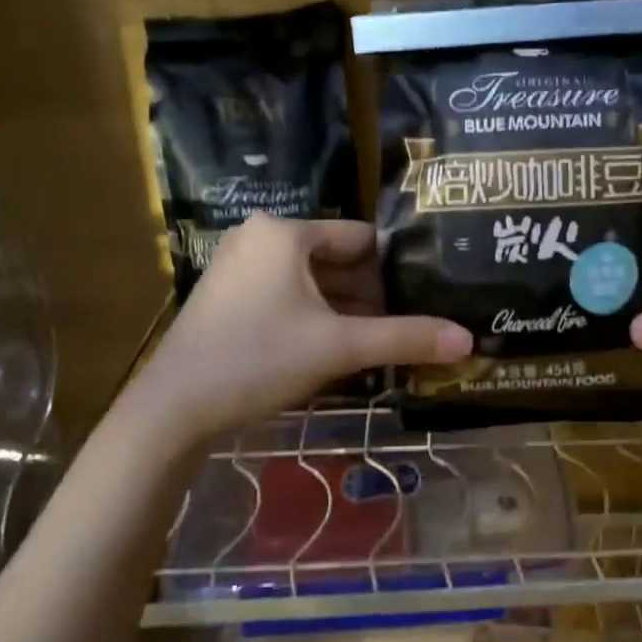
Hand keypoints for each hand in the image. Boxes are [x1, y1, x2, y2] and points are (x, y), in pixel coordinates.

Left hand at [136, 215, 470, 434]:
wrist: (173, 409)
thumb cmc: (258, 358)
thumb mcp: (339, 346)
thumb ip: (405, 338)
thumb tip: (469, 340)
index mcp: (285, 232)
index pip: (361, 238)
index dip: (397, 268)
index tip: (428, 296)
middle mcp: (260, 239)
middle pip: (338, 262)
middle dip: (374, 296)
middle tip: (412, 326)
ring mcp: (239, 269)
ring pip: (313, 285)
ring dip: (348, 313)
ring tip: (387, 343)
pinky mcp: (229, 300)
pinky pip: (289, 300)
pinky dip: (318, 321)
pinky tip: (343, 351)